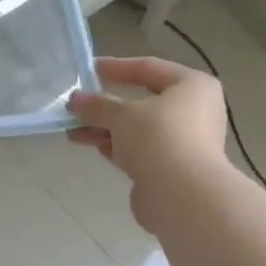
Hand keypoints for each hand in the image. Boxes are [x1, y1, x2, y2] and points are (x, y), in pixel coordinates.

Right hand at [67, 57, 228, 232]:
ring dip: (105, 128)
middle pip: (142, 101)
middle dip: (106, 106)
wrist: (182, 197)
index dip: (116, 68)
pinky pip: (139, 150)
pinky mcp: (171, 168)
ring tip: (72, 131)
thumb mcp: (122, 115)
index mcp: (192, 86)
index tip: (88, 70)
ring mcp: (184, 142)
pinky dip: (116, 147)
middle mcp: (193, 111)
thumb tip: (75, 100)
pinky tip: (90, 145)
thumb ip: (97, 105)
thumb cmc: (159, 139)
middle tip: (77, 106)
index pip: (149, 68)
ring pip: (138, 129)